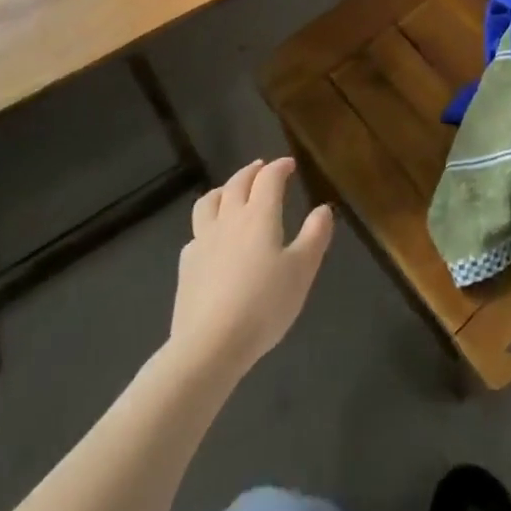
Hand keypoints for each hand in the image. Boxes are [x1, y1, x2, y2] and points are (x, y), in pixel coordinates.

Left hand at [169, 158, 333, 380]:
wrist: (208, 346)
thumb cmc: (263, 306)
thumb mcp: (301, 271)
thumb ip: (314, 236)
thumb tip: (323, 209)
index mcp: (259, 215)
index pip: (269, 178)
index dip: (280, 167)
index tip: (289, 164)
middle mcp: (229, 219)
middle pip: (238, 182)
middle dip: (252, 171)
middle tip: (262, 168)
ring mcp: (203, 240)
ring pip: (210, 201)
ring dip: (224, 189)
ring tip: (232, 192)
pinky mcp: (186, 265)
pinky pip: (196, 232)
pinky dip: (207, 224)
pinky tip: (212, 237)